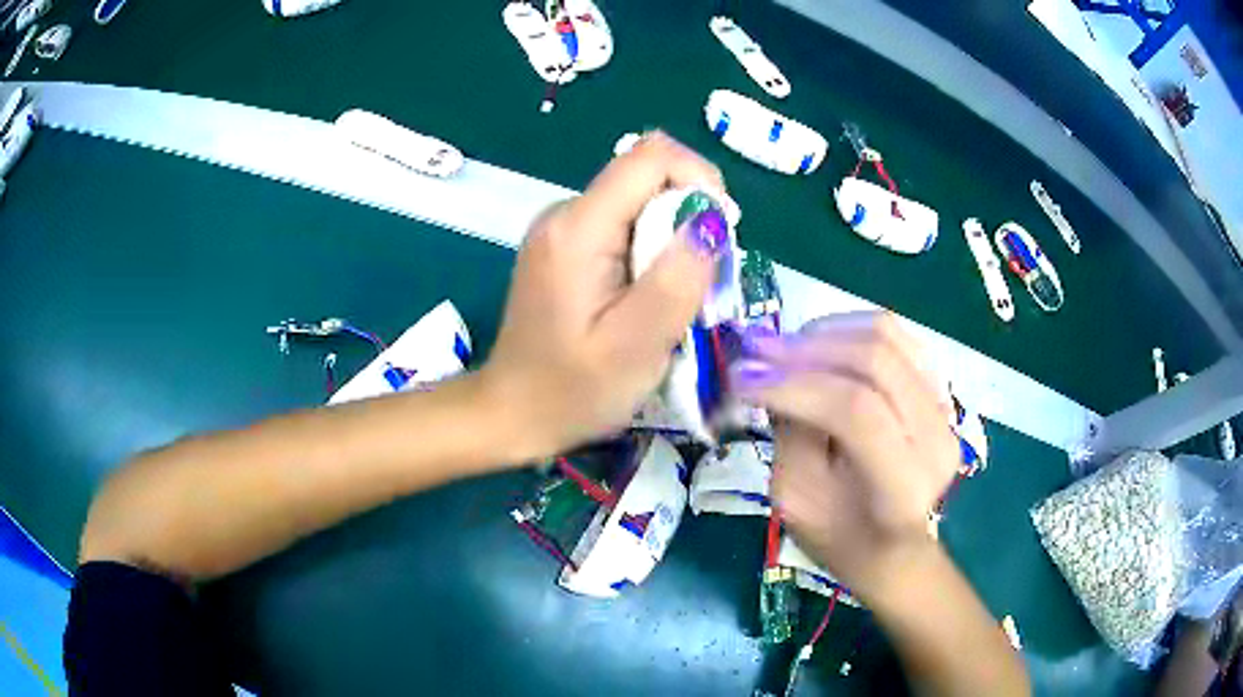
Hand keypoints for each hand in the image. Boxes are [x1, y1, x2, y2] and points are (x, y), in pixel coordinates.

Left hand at [480, 132, 727, 460]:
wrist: (513, 415)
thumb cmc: (572, 391)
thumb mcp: (636, 345)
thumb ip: (677, 279)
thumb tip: (710, 221)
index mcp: (578, 227)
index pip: (652, 156)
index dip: (699, 179)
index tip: (719, 236)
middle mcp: (565, 213)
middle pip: (648, 179)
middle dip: (689, 220)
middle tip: (699, 286)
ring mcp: (562, 229)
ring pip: (640, 205)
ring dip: (673, 243)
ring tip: (672, 302)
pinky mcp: (566, 249)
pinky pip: (624, 228)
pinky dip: (650, 255)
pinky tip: (646, 301)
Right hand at [732, 312, 959, 595]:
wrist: (895, 547)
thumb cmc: (840, 536)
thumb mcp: (798, 499)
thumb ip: (791, 433)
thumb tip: (766, 370)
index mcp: (902, 487)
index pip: (856, 412)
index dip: (795, 385)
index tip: (742, 379)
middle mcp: (936, 441)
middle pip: (876, 362)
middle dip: (807, 349)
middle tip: (757, 351)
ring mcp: (946, 411)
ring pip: (889, 337)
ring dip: (828, 332)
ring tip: (786, 347)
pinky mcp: (942, 391)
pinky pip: (899, 337)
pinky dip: (853, 331)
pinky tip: (822, 345)